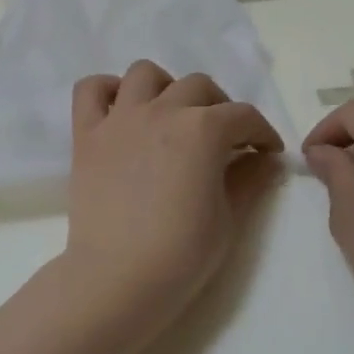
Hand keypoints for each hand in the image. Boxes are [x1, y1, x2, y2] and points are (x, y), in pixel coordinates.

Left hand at [61, 61, 283, 329]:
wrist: (117, 279)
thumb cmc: (181, 254)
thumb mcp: (229, 218)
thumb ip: (249, 179)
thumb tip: (266, 159)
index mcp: (203, 129)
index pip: (243, 116)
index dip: (262, 133)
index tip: (267, 152)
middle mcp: (162, 110)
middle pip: (199, 86)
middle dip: (220, 108)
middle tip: (225, 139)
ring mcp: (120, 118)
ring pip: (145, 74)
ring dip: (166, 88)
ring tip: (172, 116)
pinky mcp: (87, 134)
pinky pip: (90, 89)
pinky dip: (107, 91)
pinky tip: (121, 111)